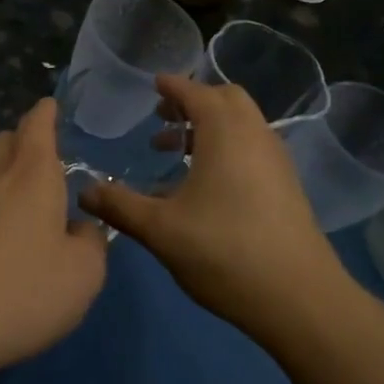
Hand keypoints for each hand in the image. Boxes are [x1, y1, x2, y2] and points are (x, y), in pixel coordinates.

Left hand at [0, 99, 107, 372]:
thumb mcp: (82, 275)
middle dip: (24, 142)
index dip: (45, 113)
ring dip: (1, 178)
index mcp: (33, 174)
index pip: (37, 125)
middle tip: (42, 162)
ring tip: (18, 207)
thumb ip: (91, 244)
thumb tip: (81, 229)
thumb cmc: (21, 291)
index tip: (49, 106)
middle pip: (6, 141)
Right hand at [79, 74, 342, 338]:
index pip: (195, 92)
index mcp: (224, 132)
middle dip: (193, 102)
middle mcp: (254, 135)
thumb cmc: (224, 252)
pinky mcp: (287, 185)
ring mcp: (276, 160)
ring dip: (210, 127)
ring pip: (242, 124)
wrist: (300, 298)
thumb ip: (119, 206)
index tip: (153, 85)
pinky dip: (227, 146)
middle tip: (162, 118)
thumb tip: (84, 192)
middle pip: (226, 99)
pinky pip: (252, 147)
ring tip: (175, 152)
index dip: (172, 86)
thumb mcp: (161, 230)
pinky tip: (206, 184)